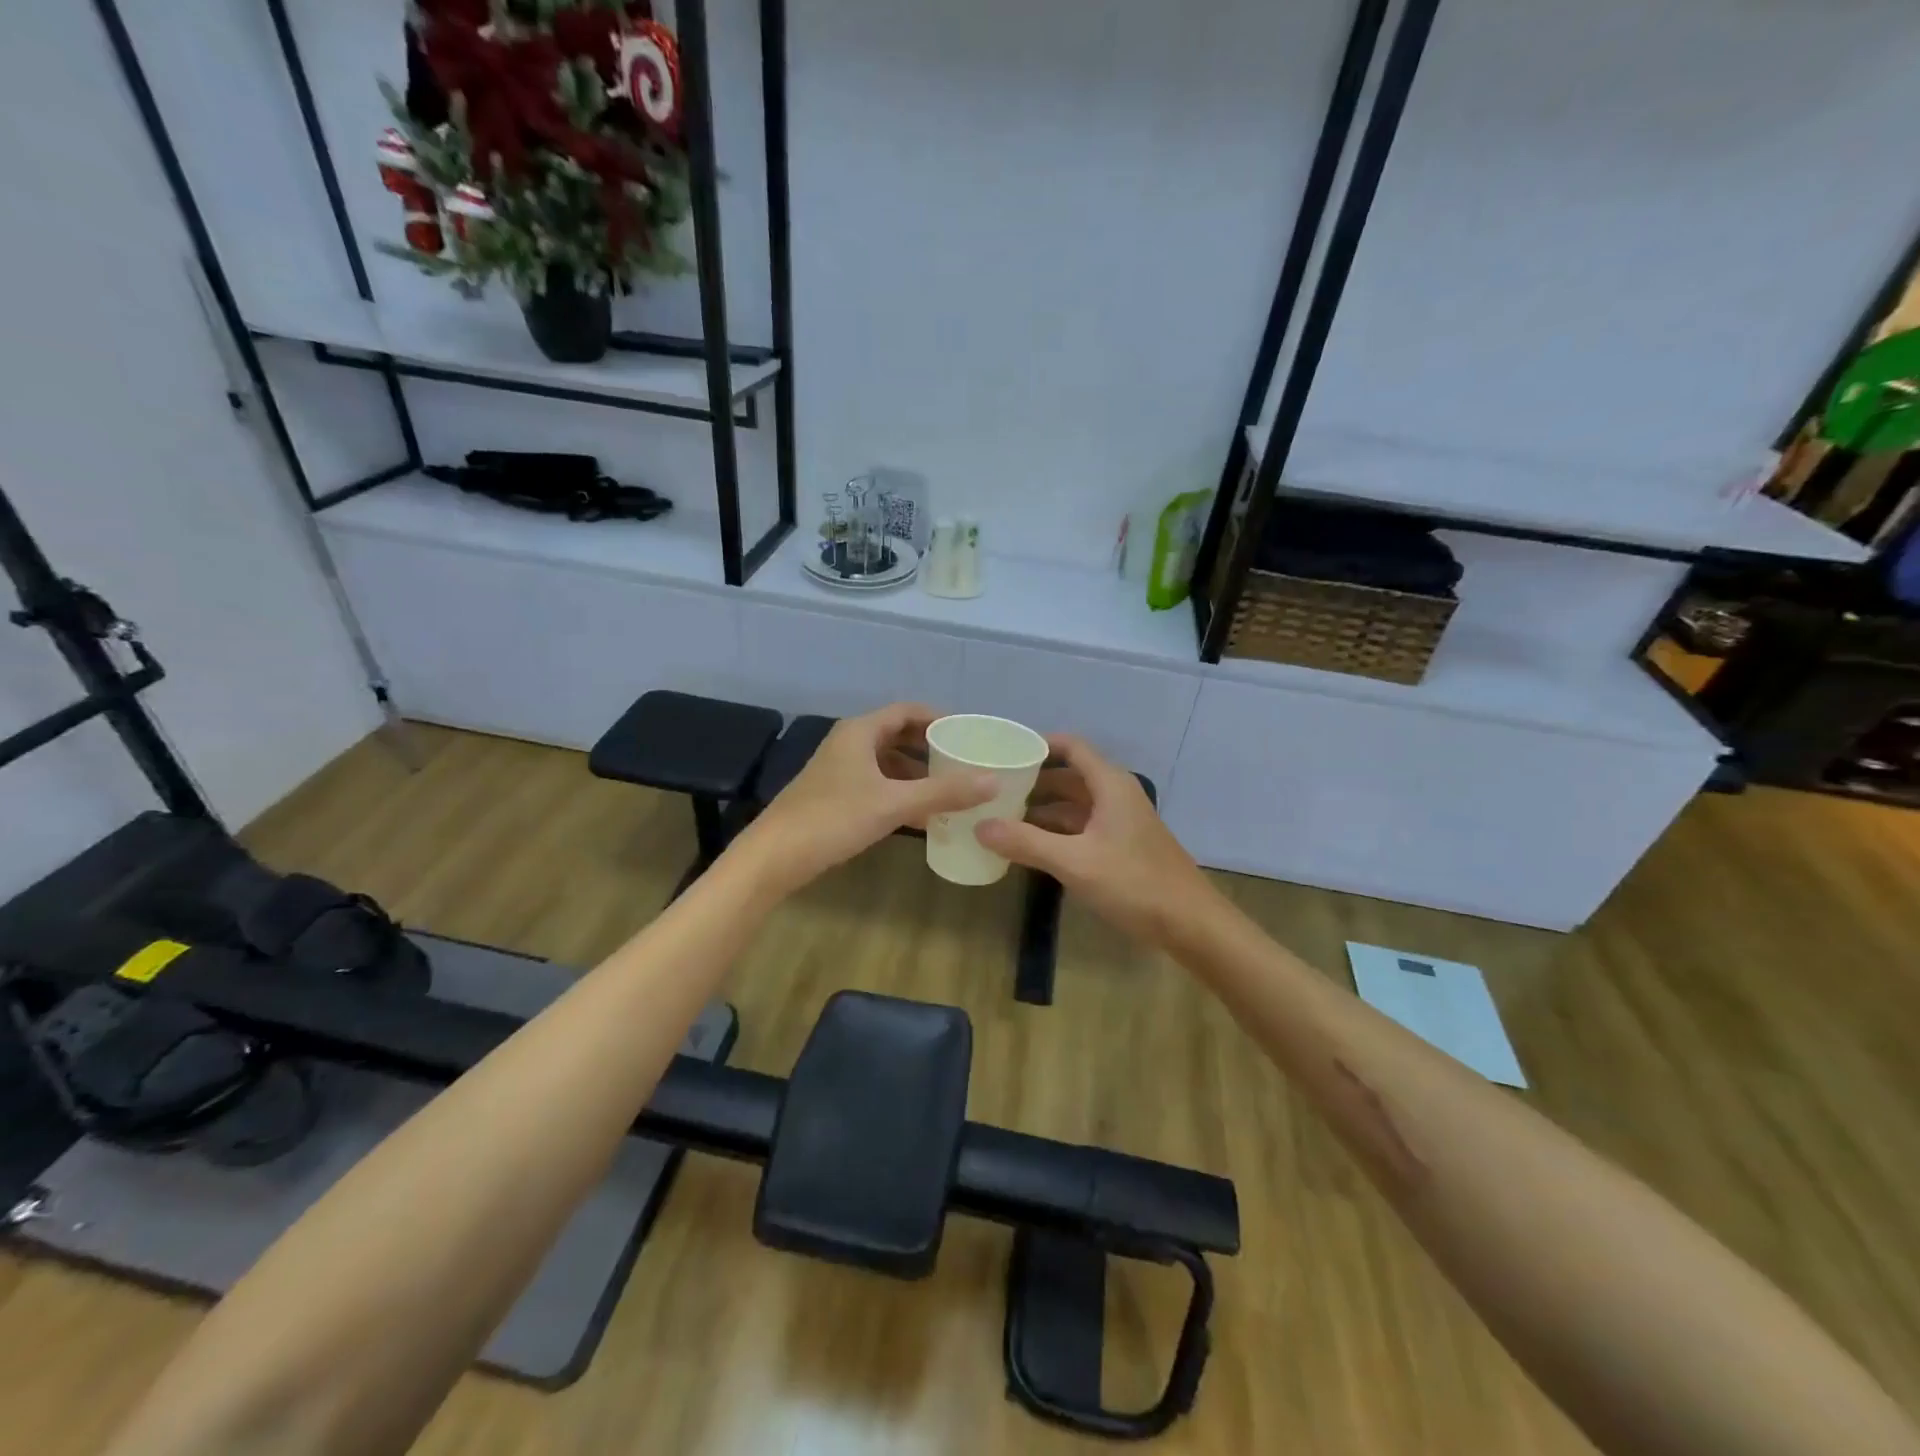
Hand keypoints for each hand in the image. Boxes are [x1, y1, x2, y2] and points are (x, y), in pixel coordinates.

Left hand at [737, 704, 996, 895]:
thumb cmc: (833, 819)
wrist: (774, 856)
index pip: (907, 711)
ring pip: (887, 762)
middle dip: (931, 747)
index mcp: (860, 732)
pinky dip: (900, 792)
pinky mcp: (835, 795)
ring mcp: (839, 770)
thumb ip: (943, 792)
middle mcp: (849, 744)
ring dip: (917, 773)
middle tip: (965, 761)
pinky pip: (877, 784)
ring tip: (951, 789)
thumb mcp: (893, 804)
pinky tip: (922, 815)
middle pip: (898, 735)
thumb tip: (993, 782)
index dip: (939, 718)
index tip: (968, 732)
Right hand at [975, 735, 1215, 945]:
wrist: (1190, 924)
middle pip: (1069, 776)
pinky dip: (1055, 832)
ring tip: (1000, 817)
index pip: (1071, 747)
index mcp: (1110, 785)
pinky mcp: (1121, 847)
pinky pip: (1081, 828)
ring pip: (1074, 805)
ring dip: (1041, 809)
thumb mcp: (1074, 862)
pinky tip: (1029, 846)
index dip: (1039, 745)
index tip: (1003, 751)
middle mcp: (1116, 796)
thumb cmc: (1134, 883)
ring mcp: (1120, 823)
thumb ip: (1026, 843)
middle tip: (991, 788)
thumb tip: (980, 826)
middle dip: (1032, 781)